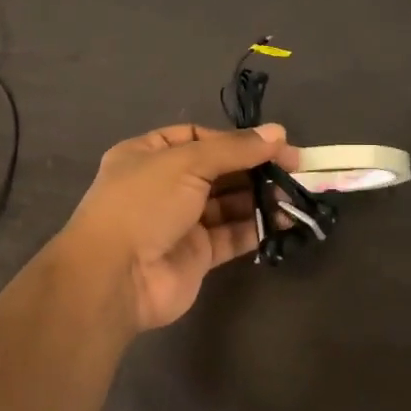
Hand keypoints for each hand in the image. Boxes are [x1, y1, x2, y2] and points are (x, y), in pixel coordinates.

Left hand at [55, 123, 301, 333]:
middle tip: (295, 170)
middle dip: (255, 169)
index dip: (236, 139)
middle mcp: (164, 185)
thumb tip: (278, 133)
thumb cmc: (144, 204)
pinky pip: (232, 235)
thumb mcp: (187, 163)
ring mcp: (180, 222)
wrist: (115, 277)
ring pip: (228, 204)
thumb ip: (235, 149)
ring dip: (260, 198)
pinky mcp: (197, 255)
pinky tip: (284, 220)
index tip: (273, 144)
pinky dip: (257, 227)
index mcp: (149, 154)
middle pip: (218, 170)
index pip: (199, 137)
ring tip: (294, 195)